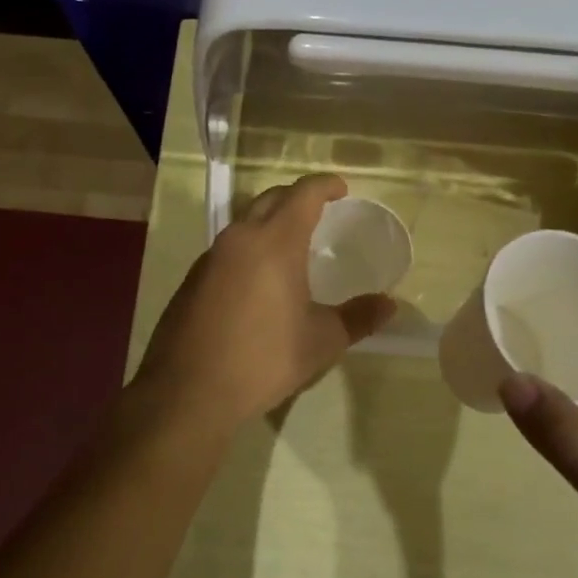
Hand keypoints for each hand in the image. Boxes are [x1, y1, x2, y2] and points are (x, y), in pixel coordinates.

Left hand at [133, 174, 395, 430]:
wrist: (188, 392)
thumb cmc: (264, 359)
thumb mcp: (321, 340)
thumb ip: (358, 318)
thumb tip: (389, 305)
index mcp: (275, 242)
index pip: (303, 194)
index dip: (325, 185)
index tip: (341, 188)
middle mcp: (240, 239)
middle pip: (271, 199)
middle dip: (296, 198)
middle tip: (319, 211)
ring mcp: (210, 258)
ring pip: (244, 223)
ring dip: (270, 222)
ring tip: (291, 245)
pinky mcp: (192, 280)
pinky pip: (227, 249)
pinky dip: (249, 248)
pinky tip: (258, 280)